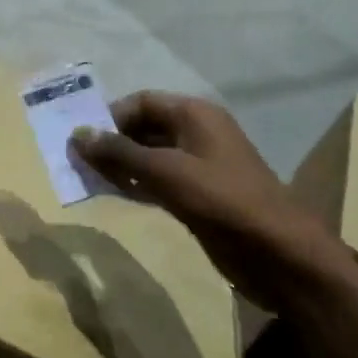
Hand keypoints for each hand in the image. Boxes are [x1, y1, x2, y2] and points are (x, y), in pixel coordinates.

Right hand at [72, 92, 348, 312]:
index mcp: (195, 115)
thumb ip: (119, 153)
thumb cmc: (223, 200)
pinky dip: (134, 184)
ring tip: (87, 178)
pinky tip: (112, 194)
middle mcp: (196, 133)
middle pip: (143, 128)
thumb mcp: (166, 172)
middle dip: (111, 142)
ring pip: (148, 156)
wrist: (280, 256)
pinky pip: (157, 181)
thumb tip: (77, 134)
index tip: (81, 138)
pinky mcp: (199, 196)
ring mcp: (199, 166)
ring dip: (119, 165)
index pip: (141, 102)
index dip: (109, 116)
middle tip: (77, 161)